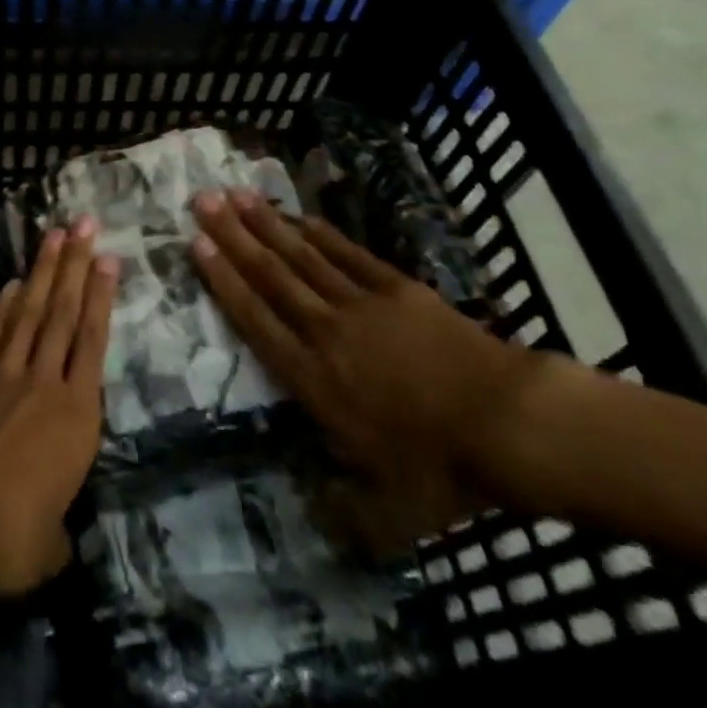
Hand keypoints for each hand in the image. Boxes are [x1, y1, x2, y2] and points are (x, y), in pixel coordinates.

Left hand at [0, 220, 117, 593]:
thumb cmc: (7, 534)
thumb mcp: (46, 551)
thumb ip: (58, 536)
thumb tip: (58, 540)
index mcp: (76, 417)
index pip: (93, 343)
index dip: (101, 298)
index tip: (108, 260)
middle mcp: (45, 383)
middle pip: (63, 313)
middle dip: (76, 265)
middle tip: (84, 224)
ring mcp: (5, 375)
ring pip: (31, 312)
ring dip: (44, 272)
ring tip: (54, 234)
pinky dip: (4, 306)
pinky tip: (13, 283)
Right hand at [190, 189, 550, 551]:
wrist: (508, 422)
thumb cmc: (443, 468)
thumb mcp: (390, 512)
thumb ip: (343, 511)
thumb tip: (311, 509)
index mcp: (315, 380)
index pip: (256, 321)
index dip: (223, 281)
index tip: (197, 245)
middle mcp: (327, 331)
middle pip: (271, 275)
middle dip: (234, 236)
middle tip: (203, 200)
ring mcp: (361, 303)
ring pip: (302, 256)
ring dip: (267, 224)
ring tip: (237, 195)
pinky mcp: (395, 287)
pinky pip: (346, 254)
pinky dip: (319, 233)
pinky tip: (298, 215)